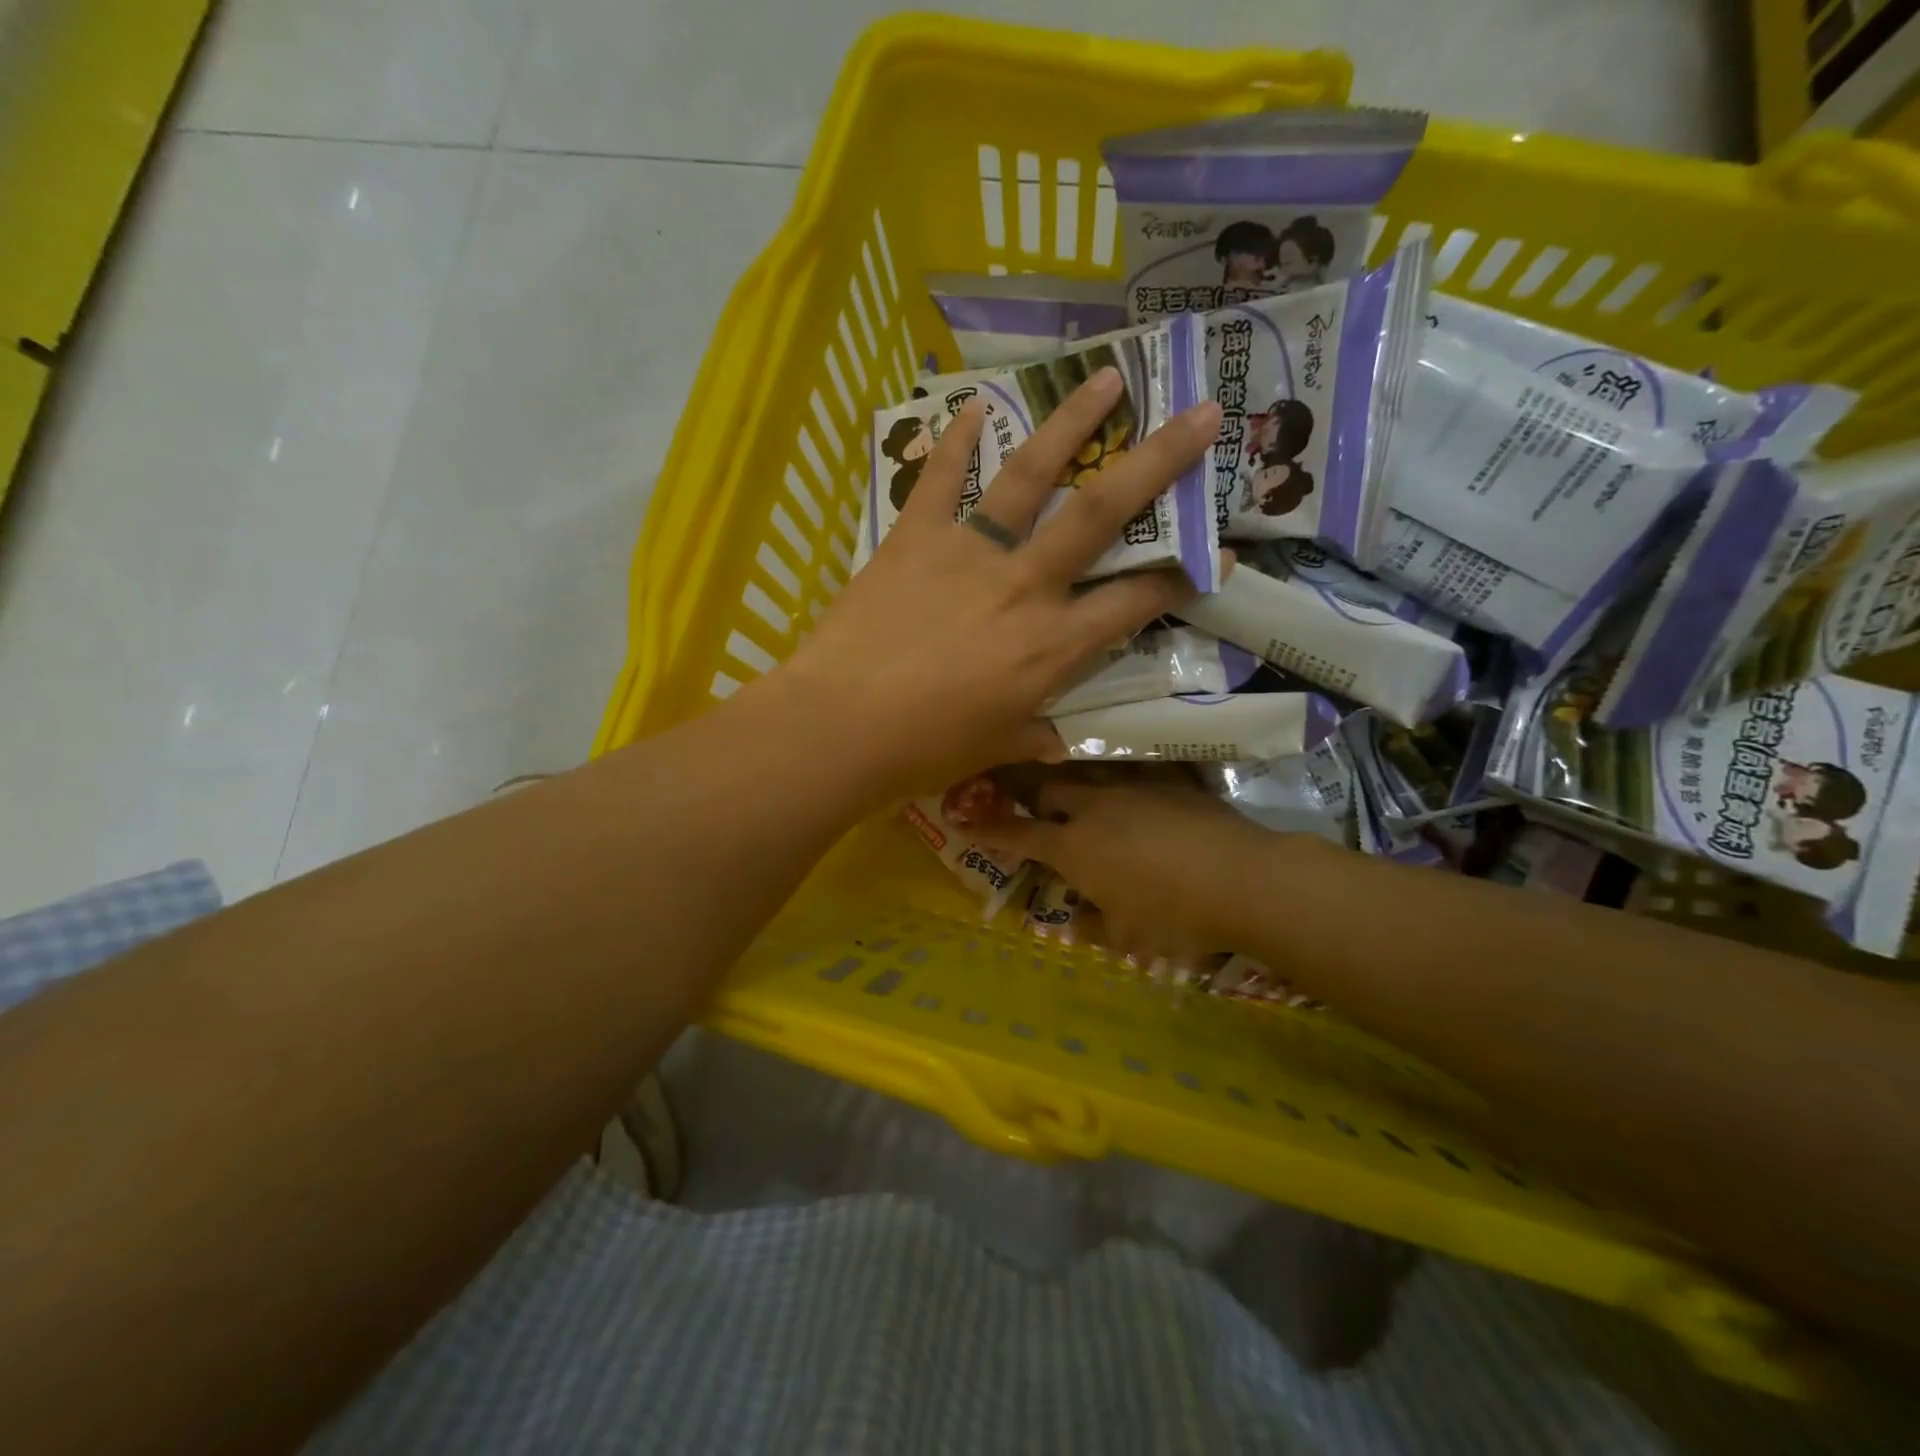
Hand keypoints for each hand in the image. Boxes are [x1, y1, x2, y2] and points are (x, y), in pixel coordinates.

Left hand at [776, 370, 1220, 805]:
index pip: (1135, 603)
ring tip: (1108, 376)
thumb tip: (1056, 742)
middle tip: (1201, 414)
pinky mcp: (915, 538)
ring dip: (1072, 422)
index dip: (1184, 578)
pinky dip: (955, 440)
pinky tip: (973, 404)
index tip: (1220, 553)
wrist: (840, 726)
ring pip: (1031, 475)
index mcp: (1052, 647)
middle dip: (1159, 461)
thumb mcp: (991, 749)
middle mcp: (1025, 586)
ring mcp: (970, 553)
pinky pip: (939, 479)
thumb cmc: (923, 750)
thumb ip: (1030, 734)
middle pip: (1102, 513)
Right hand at [972, 778, 1276, 962]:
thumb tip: (1074, 921)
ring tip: (1080, 787)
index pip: (1019, 834)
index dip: (992, 830)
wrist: (1241, 879)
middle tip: (1036, 807)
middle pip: (1049, 788)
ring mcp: (1133, 788)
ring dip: (1077, 779)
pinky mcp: (1170, 779)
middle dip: (1034, 795)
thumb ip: (1092, 927)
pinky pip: (1138, 768)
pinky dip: (1127, 776)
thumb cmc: (1174, 917)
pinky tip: (1136, 781)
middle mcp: (1095, 808)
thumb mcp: (1127, 938)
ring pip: (1090, 770)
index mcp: (1074, 848)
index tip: (969, 821)